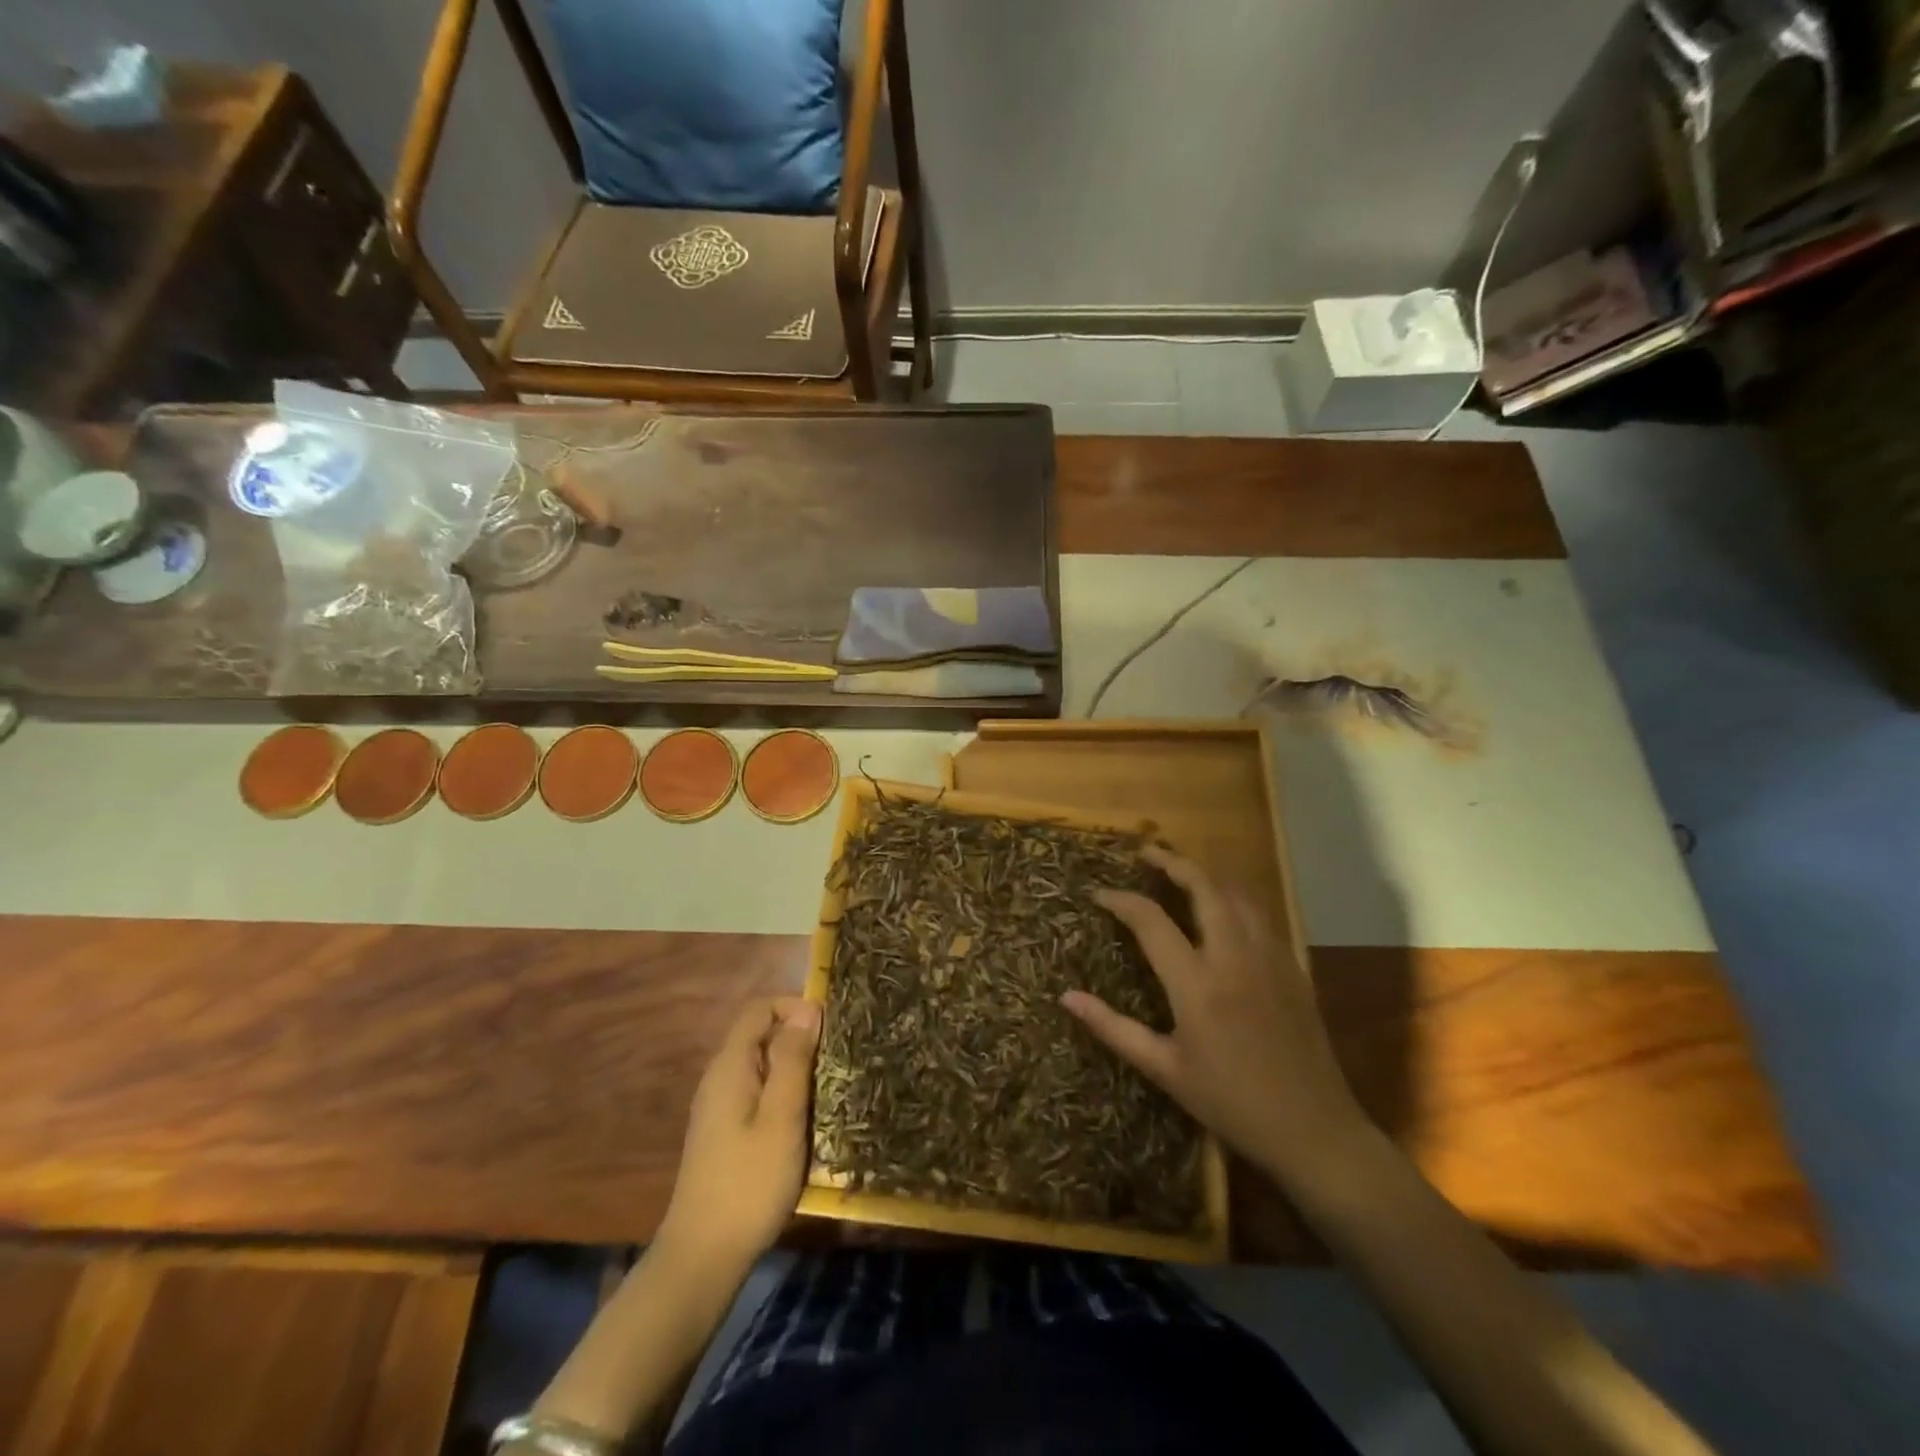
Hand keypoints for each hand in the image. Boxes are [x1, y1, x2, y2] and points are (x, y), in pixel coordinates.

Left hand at [659, 997, 820, 1268]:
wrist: (702, 1258)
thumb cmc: (749, 1183)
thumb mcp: (781, 1117)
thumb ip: (793, 1060)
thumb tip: (808, 1009)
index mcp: (730, 1066)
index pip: (759, 1009)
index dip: (795, 1007)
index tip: (829, 1028)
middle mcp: (720, 1078)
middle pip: (760, 1034)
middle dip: (799, 1038)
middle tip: (836, 1060)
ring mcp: (719, 1107)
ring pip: (761, 1065)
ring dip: (794, 1068)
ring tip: (828, 1088)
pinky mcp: (725, 1132)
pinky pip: (757, 1092)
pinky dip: (783, 1093)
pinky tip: (804, 1120)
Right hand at [1063, 846, 1369, 1189]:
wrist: (1314, 1129)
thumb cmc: (1230, 1102)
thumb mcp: (1164, 1070)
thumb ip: (1113, 1028)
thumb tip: (1067, 996)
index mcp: (1197, 984)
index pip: (1151, 921)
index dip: (1121, 901)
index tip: (1099, 894)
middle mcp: (1234, 958)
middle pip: (1203, 887)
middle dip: (1172, 862)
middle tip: (1146, 852)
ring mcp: (1269, 958)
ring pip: (1237, 894)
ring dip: (1207, 876)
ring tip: (1181, 872)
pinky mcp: (1292, 967)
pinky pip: (1260, 915)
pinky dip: (1235, 898)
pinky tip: (1224, 908)